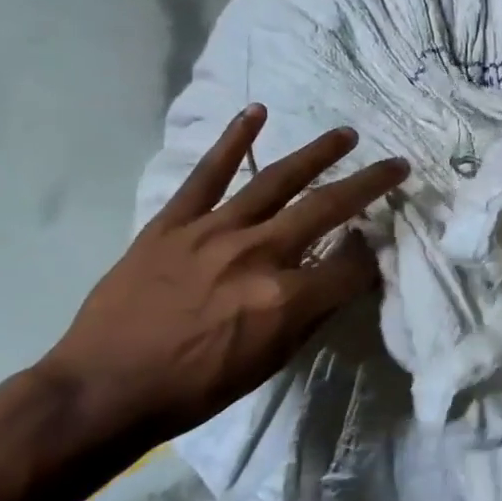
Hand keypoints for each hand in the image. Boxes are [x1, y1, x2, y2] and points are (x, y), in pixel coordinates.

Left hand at [41, 106, 407, 445]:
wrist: (104, 388)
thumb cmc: (197, 386)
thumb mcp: (271, 361)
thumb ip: (313, 313)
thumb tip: (343, 278)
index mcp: (286, 298)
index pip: (352, 266)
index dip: (372, 256)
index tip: (379, 247)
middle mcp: (259, 254)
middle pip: (328, 208)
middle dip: (370, 185)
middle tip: (397, 165)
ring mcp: (215, 231)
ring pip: (277, 180)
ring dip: (318, 154)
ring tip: (347, 135)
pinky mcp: (174, 221)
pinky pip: (208, 173)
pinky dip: (233, 140)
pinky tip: (256, 112)